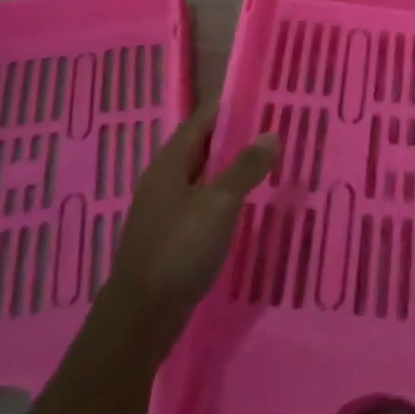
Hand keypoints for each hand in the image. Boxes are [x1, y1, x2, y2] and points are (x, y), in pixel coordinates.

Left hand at [104, 100, 277, 354]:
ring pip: (202, 175)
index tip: (263, 97)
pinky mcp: (169, 236)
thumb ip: (245, 167)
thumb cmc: (180, 249)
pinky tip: (244, 205)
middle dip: (234, 136)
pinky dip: (223, 195)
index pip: (202, 120)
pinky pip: (200, 202)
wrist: (141, 316)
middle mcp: (164, 179)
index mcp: (171, 162)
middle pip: (201, 146)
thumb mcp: (220, 203)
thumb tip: (270, 133)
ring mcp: (164, 209)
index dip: (230, 106)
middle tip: (273, 130)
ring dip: (230, 167)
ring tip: (265, 163)